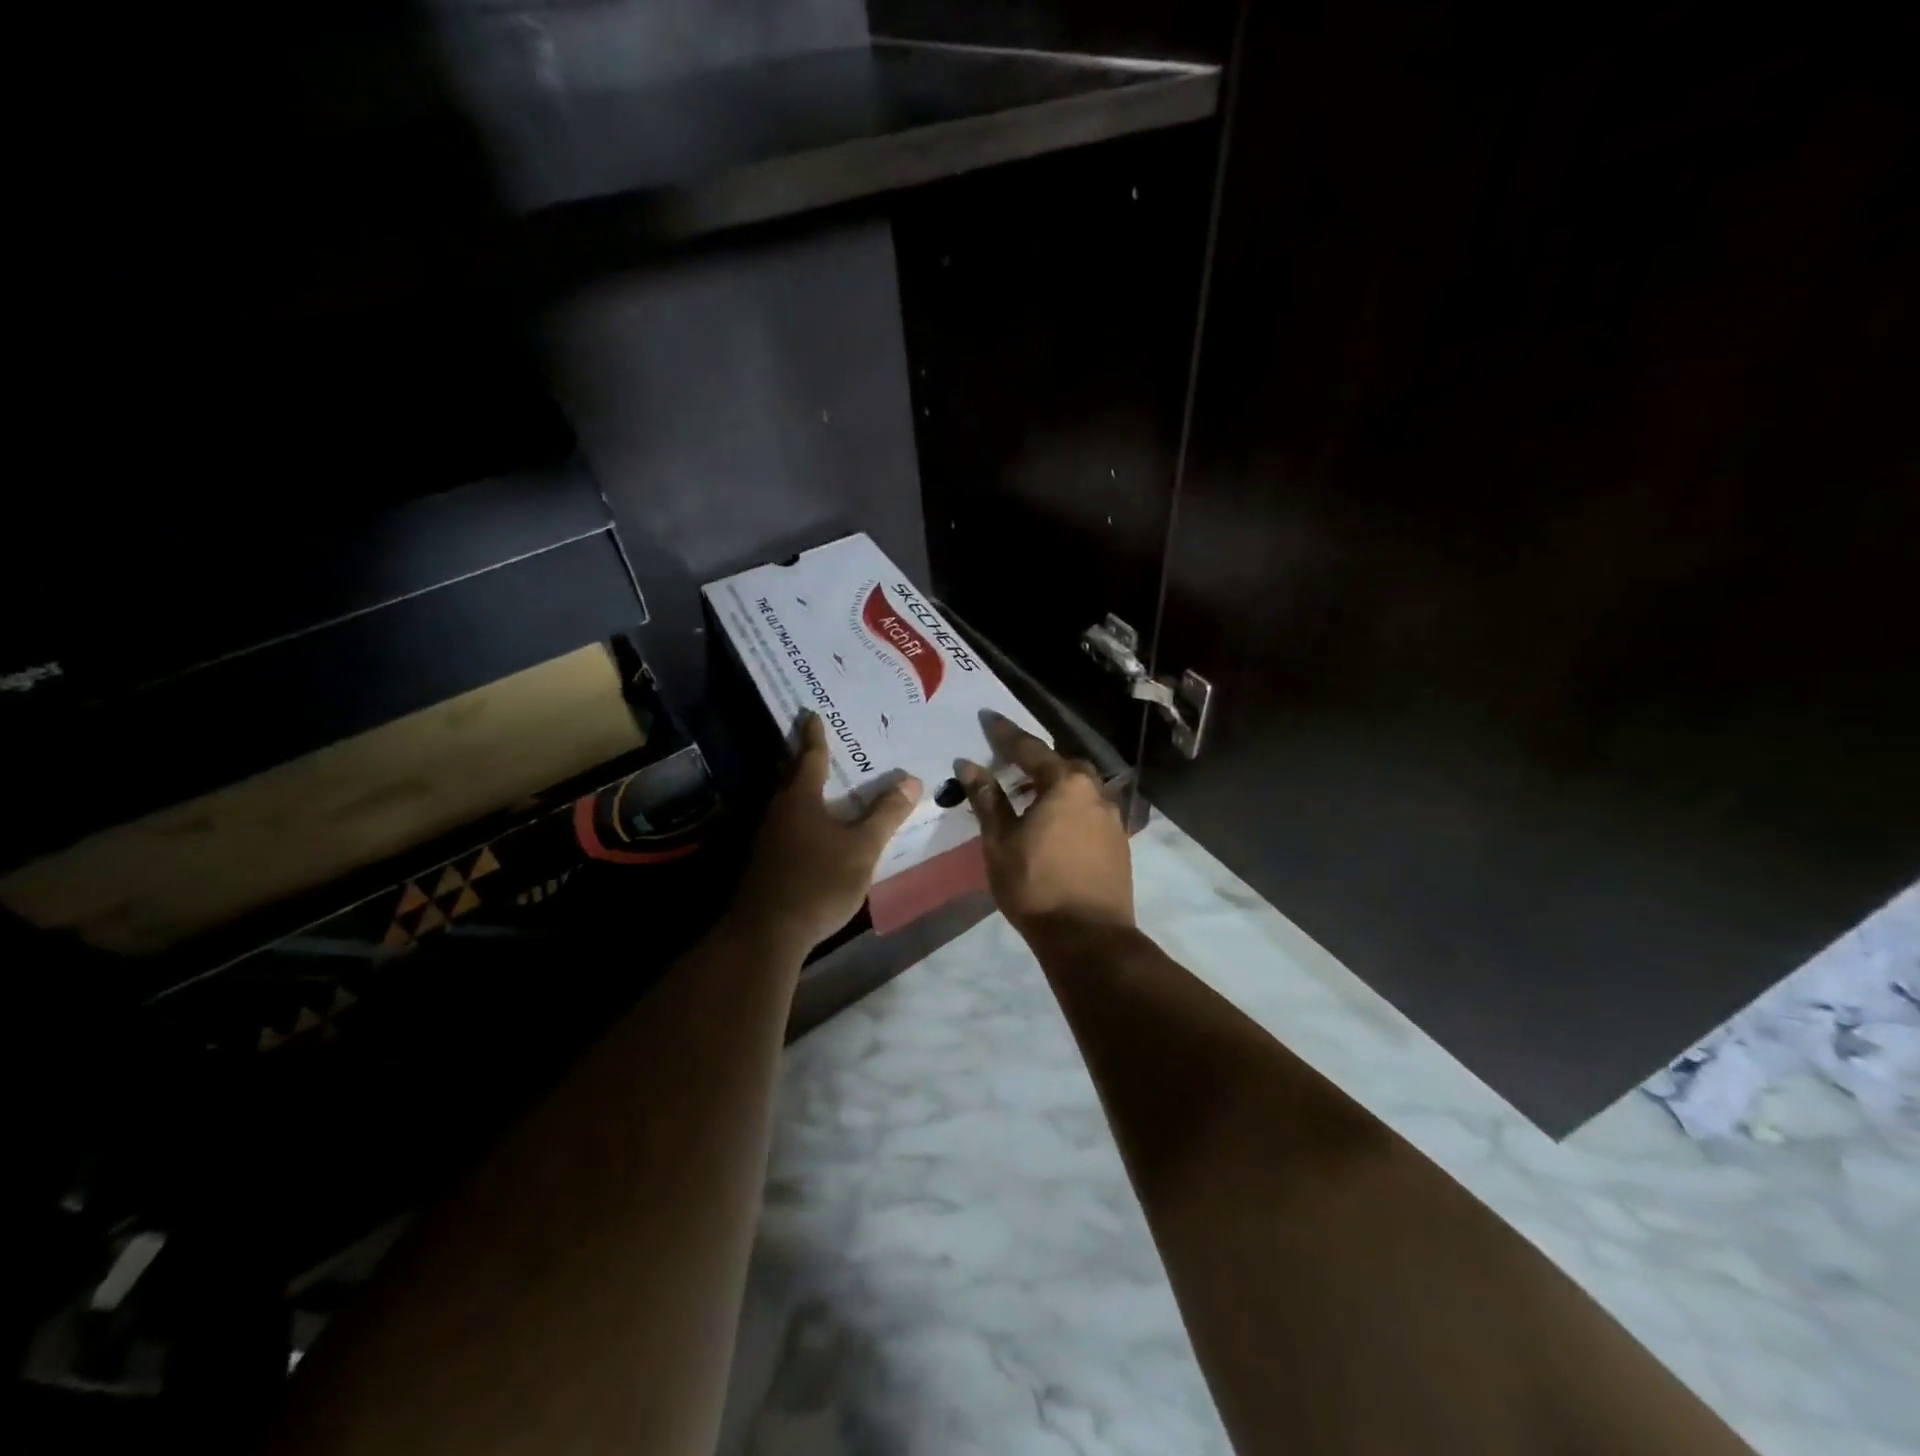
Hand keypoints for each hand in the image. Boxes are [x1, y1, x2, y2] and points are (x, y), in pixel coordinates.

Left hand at [732, 713, 921, 953]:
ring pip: (786, 802)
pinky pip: (785, 825)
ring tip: (821, 783)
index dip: (814, 736)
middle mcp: (778, 811)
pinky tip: (812, 830)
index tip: (812, 714)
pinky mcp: (763, 862)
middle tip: (814, 740)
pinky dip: (799, 816)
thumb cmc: (818, 882)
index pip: (810, 757)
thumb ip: (886, 815)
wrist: (766, 933)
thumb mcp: (862, 848)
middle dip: (802, 757)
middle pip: (790, 776)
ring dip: (800, 788)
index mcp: (800, 799)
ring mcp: (766, 838)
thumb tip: (912, 781)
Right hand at [956, 713, 1133, 937]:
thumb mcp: (1000, 841)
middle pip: (1062, 765)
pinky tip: (1055, 825)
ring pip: (1080, 788)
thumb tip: (969, 764)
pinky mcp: (1119, 843)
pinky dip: (1070, 808)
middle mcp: (1094, 792)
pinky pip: (1089, 811)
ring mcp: (1112, 818)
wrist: (1088, 937)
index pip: (1029, 748)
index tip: (987, 717)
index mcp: (1065, 784)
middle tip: (1011, 765)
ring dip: (1055, 785)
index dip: (1005, 733)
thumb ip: (987, 798)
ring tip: (1031, 797)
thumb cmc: (1036, 885)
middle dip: (1037, 760)